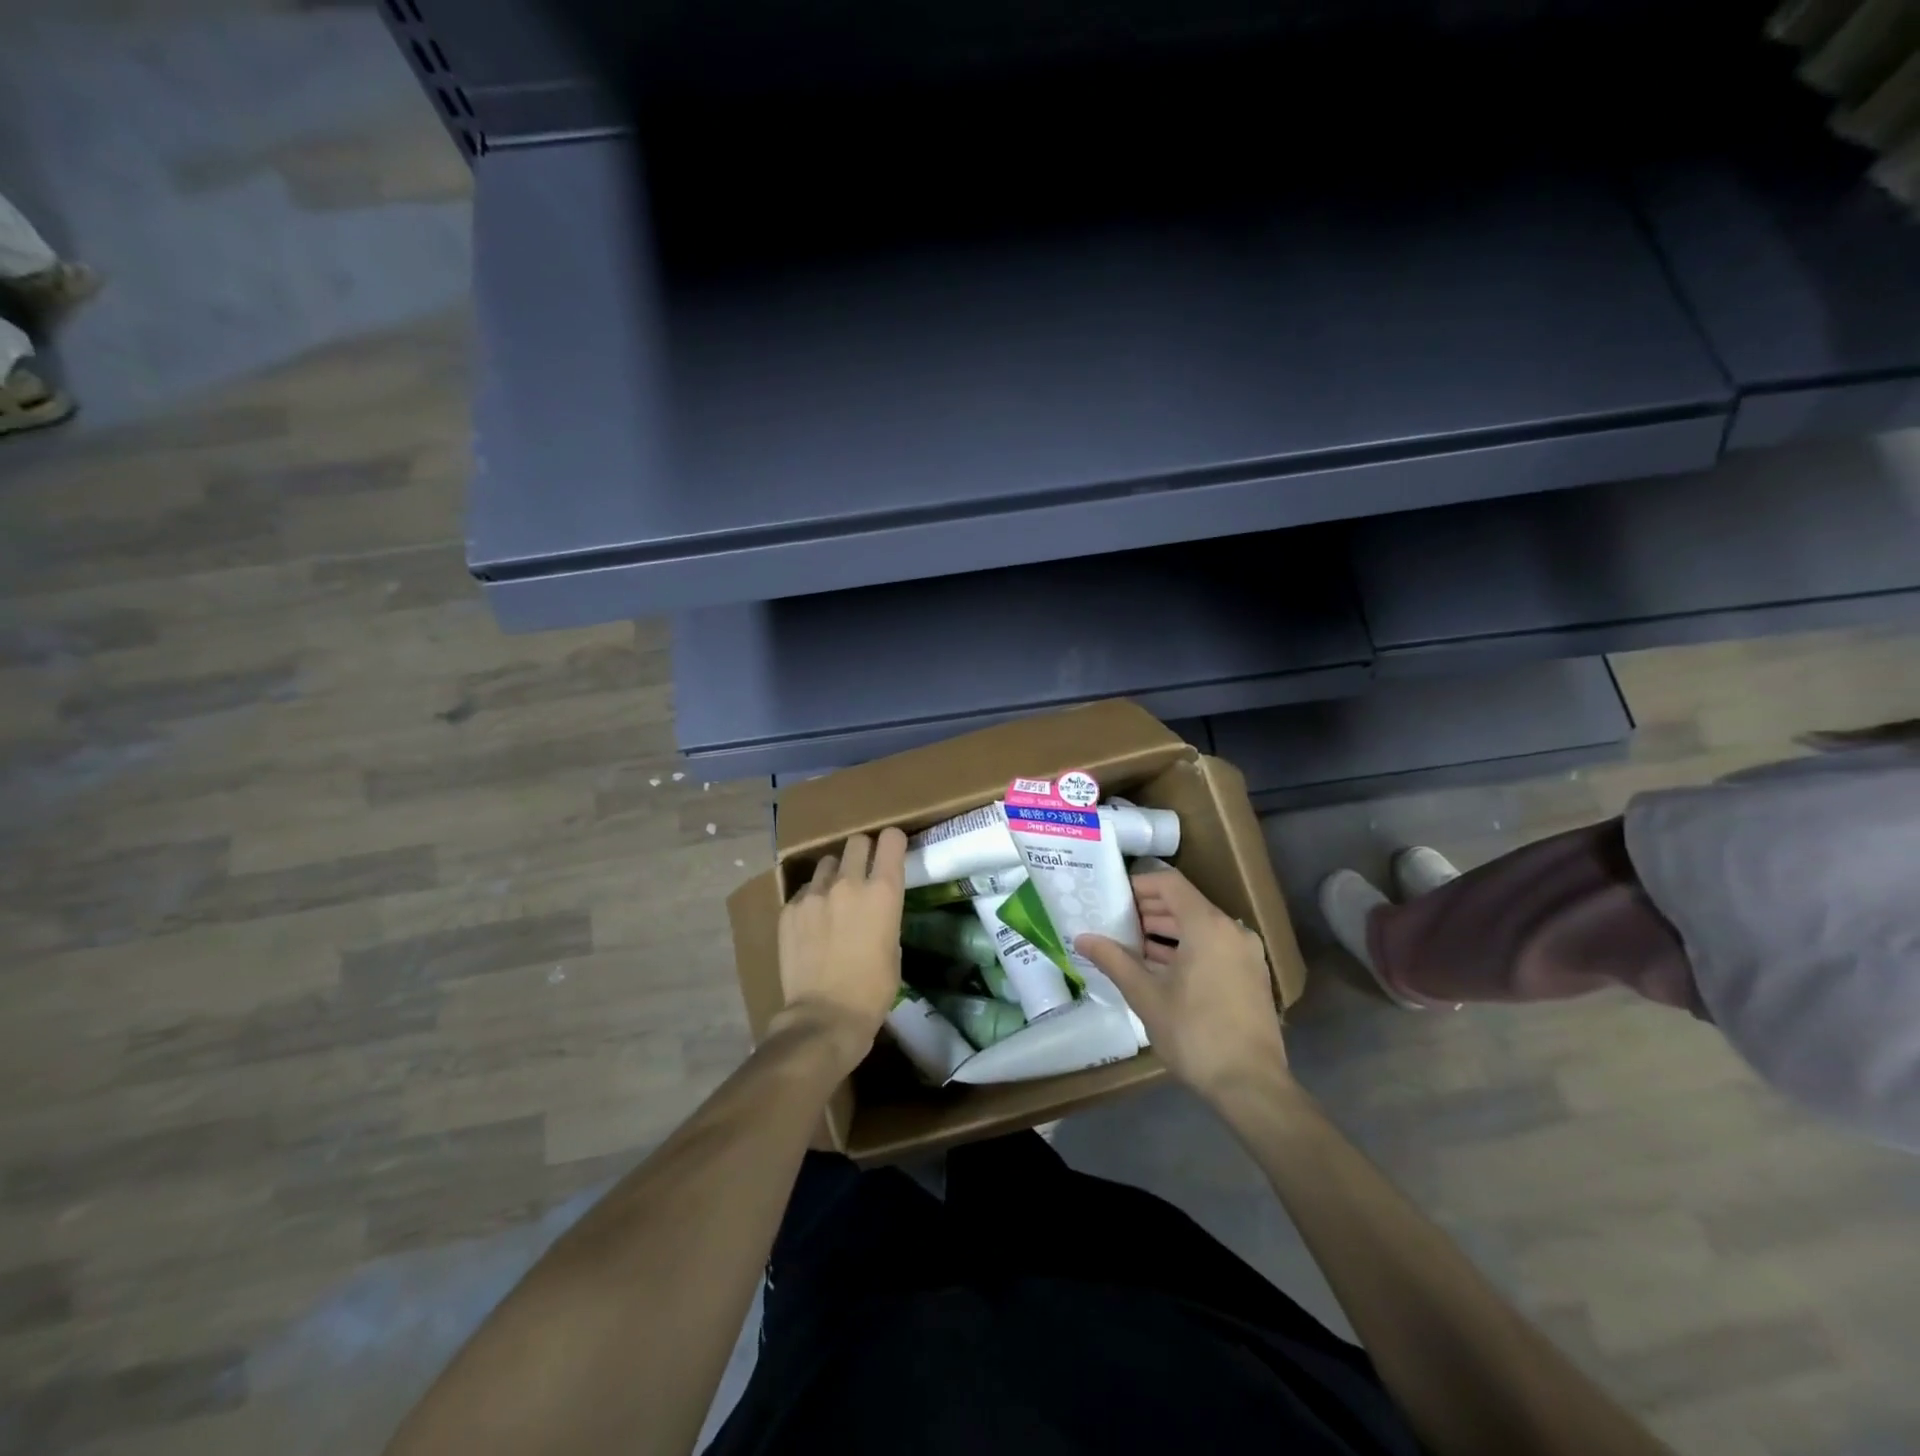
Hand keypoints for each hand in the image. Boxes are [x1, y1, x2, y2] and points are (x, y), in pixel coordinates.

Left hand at [772, 829, 906, 1073]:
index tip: (892, 851)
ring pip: (826, 863)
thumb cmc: (872, 990)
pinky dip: (811, 899)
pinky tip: (812, 923)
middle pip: (856, 842)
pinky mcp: (789, 909)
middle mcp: (848, 883)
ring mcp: (814, 894)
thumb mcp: (894, 948)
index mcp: (883, 892)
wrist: (824, 1016)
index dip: (893, 842)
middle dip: (863, 852)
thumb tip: (875, 907)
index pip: (890, 840)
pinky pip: (804, 891)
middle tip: (863, 871)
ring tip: (833, 898)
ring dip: (834, 874)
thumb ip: (885, 915)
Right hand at [1076, 868, 1286, 1101]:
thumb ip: (1114, 960)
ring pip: (1200, 927)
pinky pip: (1214, 946)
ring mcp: (1246, 953)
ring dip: (1166, 931)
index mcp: (1207, 926)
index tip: (1113, 897)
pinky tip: (1160, 969)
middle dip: (1149, 910)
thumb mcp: (1146, 996)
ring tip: (1131, 946)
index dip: (1139, 885)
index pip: (1169, 884)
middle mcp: (1232, 930)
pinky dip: (1187, 948)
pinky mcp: (1251, 975)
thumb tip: (1082, 938)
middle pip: (1185, 903)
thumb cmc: (1195, 1033)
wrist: (1252, 1085)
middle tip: (1115, 922)